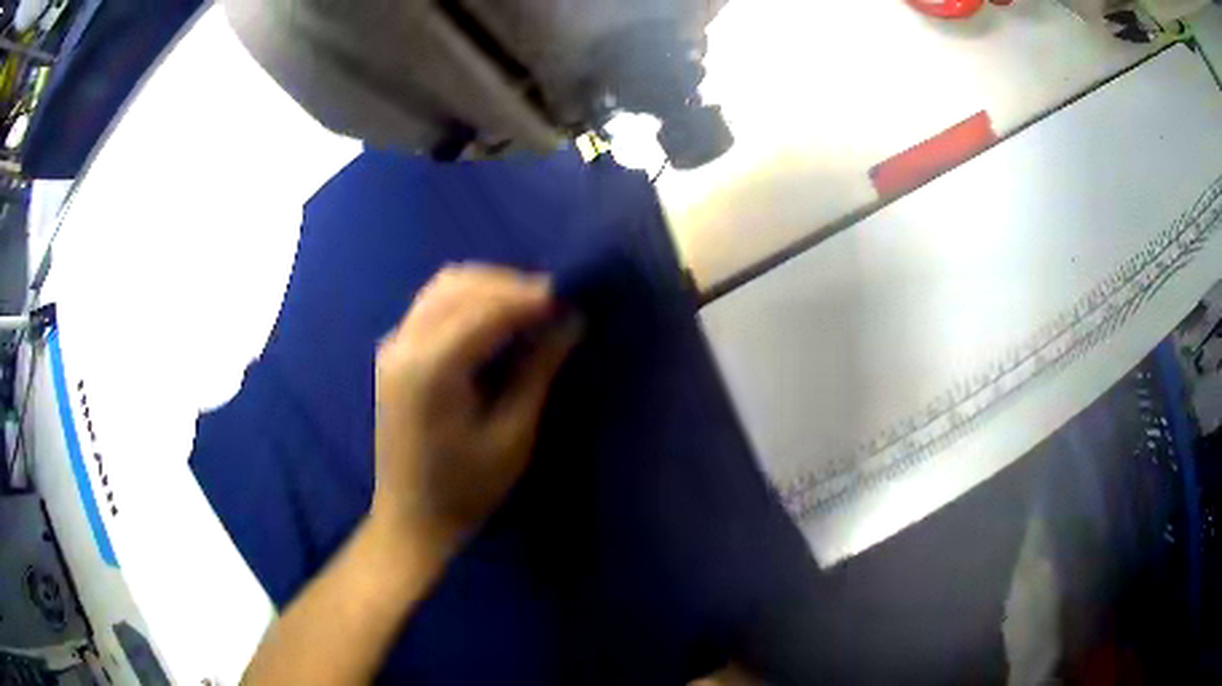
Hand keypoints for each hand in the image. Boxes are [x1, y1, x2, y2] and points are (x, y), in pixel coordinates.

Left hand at [370, 264, 579, 556]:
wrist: (411, 517)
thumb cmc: (466, 489)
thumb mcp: (512, 435)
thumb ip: (537, 370)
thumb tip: (571, 320)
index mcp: (430, 371)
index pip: (484, 310)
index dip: (529, 297)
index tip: (570, 296)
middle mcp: (404, 346)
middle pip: (459, 285)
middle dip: (509, 284)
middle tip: (554, 302)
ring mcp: (393, 346)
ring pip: (443, 287)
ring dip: (488, 286)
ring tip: (529, 306)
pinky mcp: (392, 352)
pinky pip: (432, 304)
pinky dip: (467, 298)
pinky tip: (494, 317)